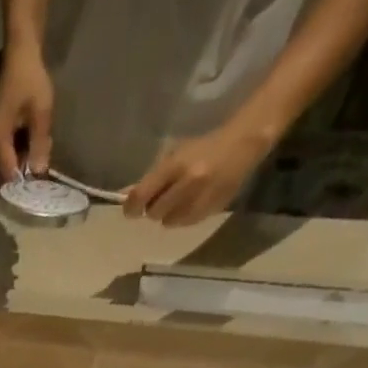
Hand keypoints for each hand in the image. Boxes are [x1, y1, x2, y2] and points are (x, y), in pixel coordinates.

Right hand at [0, 43, 54, 181]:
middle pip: (11, 169)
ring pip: (12, 161)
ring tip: (44, 144)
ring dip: (28, 157)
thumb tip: (39, 173)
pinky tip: (36, 138)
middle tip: (47, 155)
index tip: (42, 185)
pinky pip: (11, 152)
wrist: (20, 55)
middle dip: (29, 167)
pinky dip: (24, 149)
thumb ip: (40, 145)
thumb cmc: (30, 80)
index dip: (27, 182)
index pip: (11, 175)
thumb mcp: (41, 114)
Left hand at [123, 121, 275, 226]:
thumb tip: (125, 197)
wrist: (243, 144)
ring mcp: (200, 197)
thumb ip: (151, 178)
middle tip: (162, 198)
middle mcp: (187, 183)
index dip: (132, 207)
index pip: (141, 196)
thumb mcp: (174, 155)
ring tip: (180, 199)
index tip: (131, 210)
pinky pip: (184, 223)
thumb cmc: (203, 148)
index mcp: (175, 165)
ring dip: (169, 214)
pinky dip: (183, 217)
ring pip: (168, 222)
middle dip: (154, 208)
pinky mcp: (211, 209)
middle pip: (153, 213)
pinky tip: (192, 202)